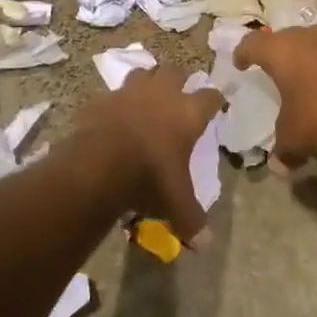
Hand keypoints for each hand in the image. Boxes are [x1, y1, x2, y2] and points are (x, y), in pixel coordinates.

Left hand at [76, 68, 221, 239]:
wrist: (99, 163)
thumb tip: (206, 244)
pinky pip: (113, 94)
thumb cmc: (149, 177)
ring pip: (143, 73)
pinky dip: (116, 102)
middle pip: (175, 72)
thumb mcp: (175, 204)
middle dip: (179, 79)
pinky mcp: (103, 98)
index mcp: (187, 113)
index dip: (215, 100)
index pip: (210, 97)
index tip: (217, 104)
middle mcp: (161, 93)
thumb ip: (192, 219)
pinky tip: (114, 115)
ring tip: (146, 96)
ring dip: (147, 82)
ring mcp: (129, 92)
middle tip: (179, 92)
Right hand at [235, 27, 316, 166]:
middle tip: (270, 75)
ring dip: (303, 62)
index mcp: (279, 50)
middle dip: (274, 57)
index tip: (239, 65)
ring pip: (308, 46)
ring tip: (302, 84)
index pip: (250, 45)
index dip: (242, 55)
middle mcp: (303, 36)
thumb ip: (283, 150)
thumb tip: (278, 164)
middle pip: (280, 41)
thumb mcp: (298, 137)